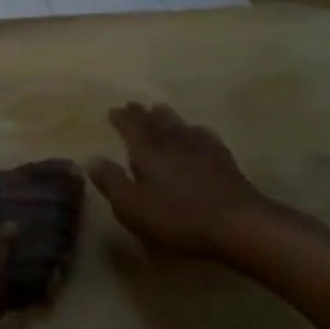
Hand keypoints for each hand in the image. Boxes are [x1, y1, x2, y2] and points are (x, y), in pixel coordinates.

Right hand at [88, 103, 269, 257]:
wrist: (237, 222)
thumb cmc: (177, 217)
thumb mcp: (133, 206)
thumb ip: (112, 182)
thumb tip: (92, 159)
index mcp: (148, 150)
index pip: (131, 126)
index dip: (121, 118)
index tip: (113, 110)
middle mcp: (173, 141)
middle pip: (155, 120)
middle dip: (142, 113)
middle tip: (134, 106)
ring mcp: (201, 147)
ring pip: (179, 124)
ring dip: (167, 116)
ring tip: (160, 110)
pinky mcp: (222, 158)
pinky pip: (203, 135)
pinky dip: (193, 129)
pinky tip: (196, 132)